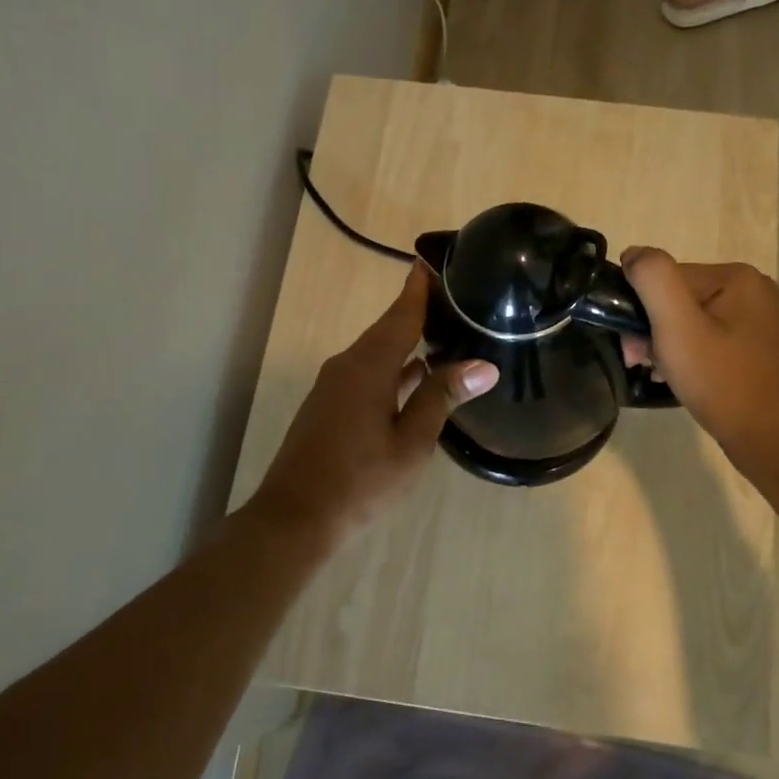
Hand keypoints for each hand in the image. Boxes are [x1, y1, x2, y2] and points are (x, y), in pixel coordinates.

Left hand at [253, 263, 497, 545]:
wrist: (295, 517)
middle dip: (416, 312)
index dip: (418, 289)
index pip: (401, 315)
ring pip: (376, 353)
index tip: (433, 261)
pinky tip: (414, 377)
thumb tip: (483, 365)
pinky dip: (392, 367)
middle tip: (452, 298)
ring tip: (442, 333)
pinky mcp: (328, 406)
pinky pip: (366, 373)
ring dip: (406, 342)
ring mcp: (333, 386)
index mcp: (369, 366)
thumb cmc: (360, 480)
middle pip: (387, 330)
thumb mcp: (412, 442)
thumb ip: (442, 397)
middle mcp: (347, 366)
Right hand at [620, 247, 778, 482]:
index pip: (666, 278)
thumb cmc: (723, 381)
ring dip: (667, 346)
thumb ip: (653, 279)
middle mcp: (752, 290)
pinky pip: (708, 339)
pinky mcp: (756, 348)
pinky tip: (682, 379)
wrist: (774, 440)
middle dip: (653, 330)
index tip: (633, 348)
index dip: (641, 310)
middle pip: (678, 299)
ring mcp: (757, 320)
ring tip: (663, 375)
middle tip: (641, 364)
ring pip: (690, 321)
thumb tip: (633, 254)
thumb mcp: (678, 326)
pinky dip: (689, 356)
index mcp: (736, 276)